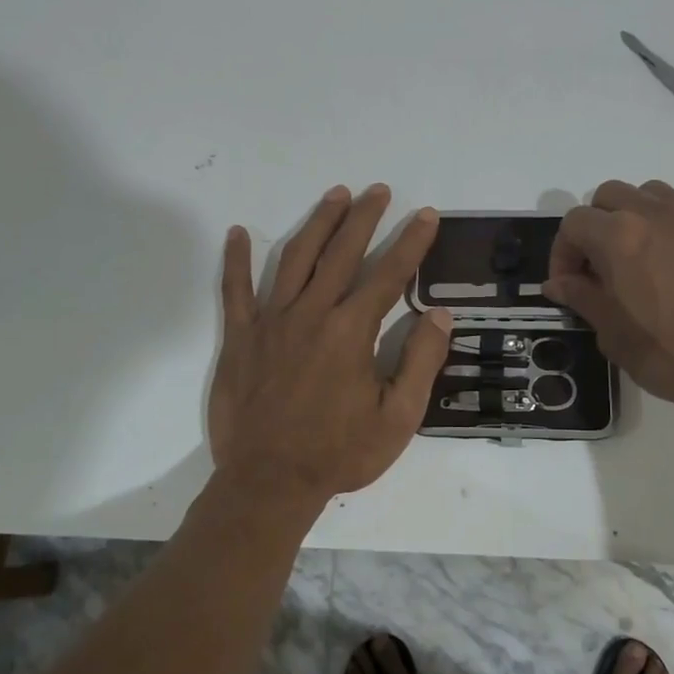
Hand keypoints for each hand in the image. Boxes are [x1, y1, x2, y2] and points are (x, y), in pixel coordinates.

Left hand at [209, 184, 451, 516]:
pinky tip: (238, 233)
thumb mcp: (398, 418)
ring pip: (295, 258)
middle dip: (364, 217)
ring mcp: (271, 322)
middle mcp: (311, 314)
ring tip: (335, 196)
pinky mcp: (240, 338)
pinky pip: (235, 291)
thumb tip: (438, 315)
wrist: (269, 482)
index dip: (410, 243)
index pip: (388, 275)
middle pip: (341, 253)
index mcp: (351, 332)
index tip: (425, 215)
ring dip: (317, 224)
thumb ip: (421, 362)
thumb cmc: (339, 453)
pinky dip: (235, 260)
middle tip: (378, 190)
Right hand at [544, 180, 673, 443]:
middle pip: (611, 195)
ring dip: (638, 217)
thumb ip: (583, 299)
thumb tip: (558, 283)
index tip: (569, 284)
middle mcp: (658, 215)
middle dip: (597, 225)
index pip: (573, 223)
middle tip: (602, 266)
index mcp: (620, 237)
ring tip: (645, 258)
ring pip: (654, 195)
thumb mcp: (616, 337)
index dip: (562, 253)